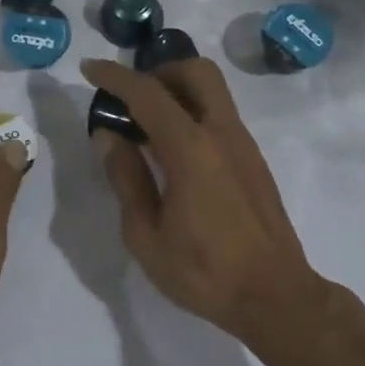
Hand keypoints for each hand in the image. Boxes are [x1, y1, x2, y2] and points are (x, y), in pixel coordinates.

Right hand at [80, 56, 328, 344]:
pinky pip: (220, 117)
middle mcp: (222, 134)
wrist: (275, 297)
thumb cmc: (203, 272)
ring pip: (213, 92)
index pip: (148, 94)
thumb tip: (109, 136)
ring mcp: (244, 145)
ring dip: (178, 91)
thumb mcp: (145, 234)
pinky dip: (193, 113)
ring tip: (146, 125)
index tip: (89, 69)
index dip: (115, 76)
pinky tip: (174, 152)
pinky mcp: (254, 161)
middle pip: (196, 72)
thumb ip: (126, 178)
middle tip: (130, 98)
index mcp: (191, 150)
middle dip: (158, 72)